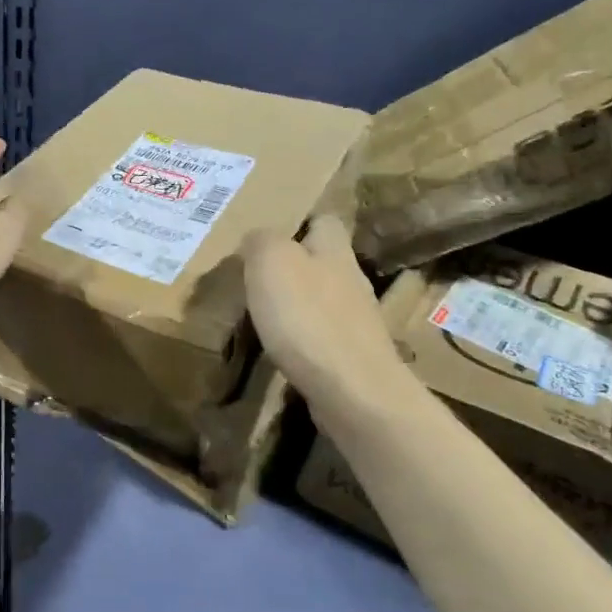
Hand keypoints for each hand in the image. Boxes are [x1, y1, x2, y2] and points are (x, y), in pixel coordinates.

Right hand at [242, 213, 407, 416]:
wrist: (353, 391)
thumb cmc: (307, 317)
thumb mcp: (271, 261)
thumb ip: (261, 240)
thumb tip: (256, 238)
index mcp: (334, 250)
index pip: (324, 220)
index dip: (299, 222)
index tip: (269, 233)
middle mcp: (352, 280)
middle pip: (324, 261)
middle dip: (294, 266)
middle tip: (255, 276)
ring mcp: (356, 322)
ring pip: (322, 300)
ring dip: (296, 305)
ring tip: (261, 315)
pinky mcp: (352, 357)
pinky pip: (322, 337)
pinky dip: (301, 339)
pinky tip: (280, 350)